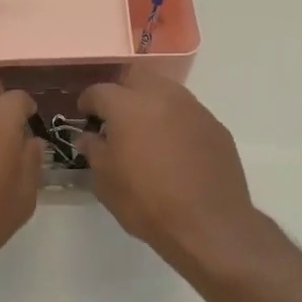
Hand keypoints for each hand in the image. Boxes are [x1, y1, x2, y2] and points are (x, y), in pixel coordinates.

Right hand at [78, 73, 261, 270]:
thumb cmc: (146, 202)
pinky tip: (174, 149)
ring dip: (151, 104)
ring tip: (146, 133)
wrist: (208, 224)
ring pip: (166, 91)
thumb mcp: (106, 181)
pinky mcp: (215, 126)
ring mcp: (193, 109)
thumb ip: (94, 150)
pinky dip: (175, 122)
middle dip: (122, 92)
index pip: (99, 91)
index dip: (88, 103)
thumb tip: (90, 137)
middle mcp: (162, 96)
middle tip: (116, 118)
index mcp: (128, 106)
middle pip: (137, 77)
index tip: (86, 117)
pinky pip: (188, 113)